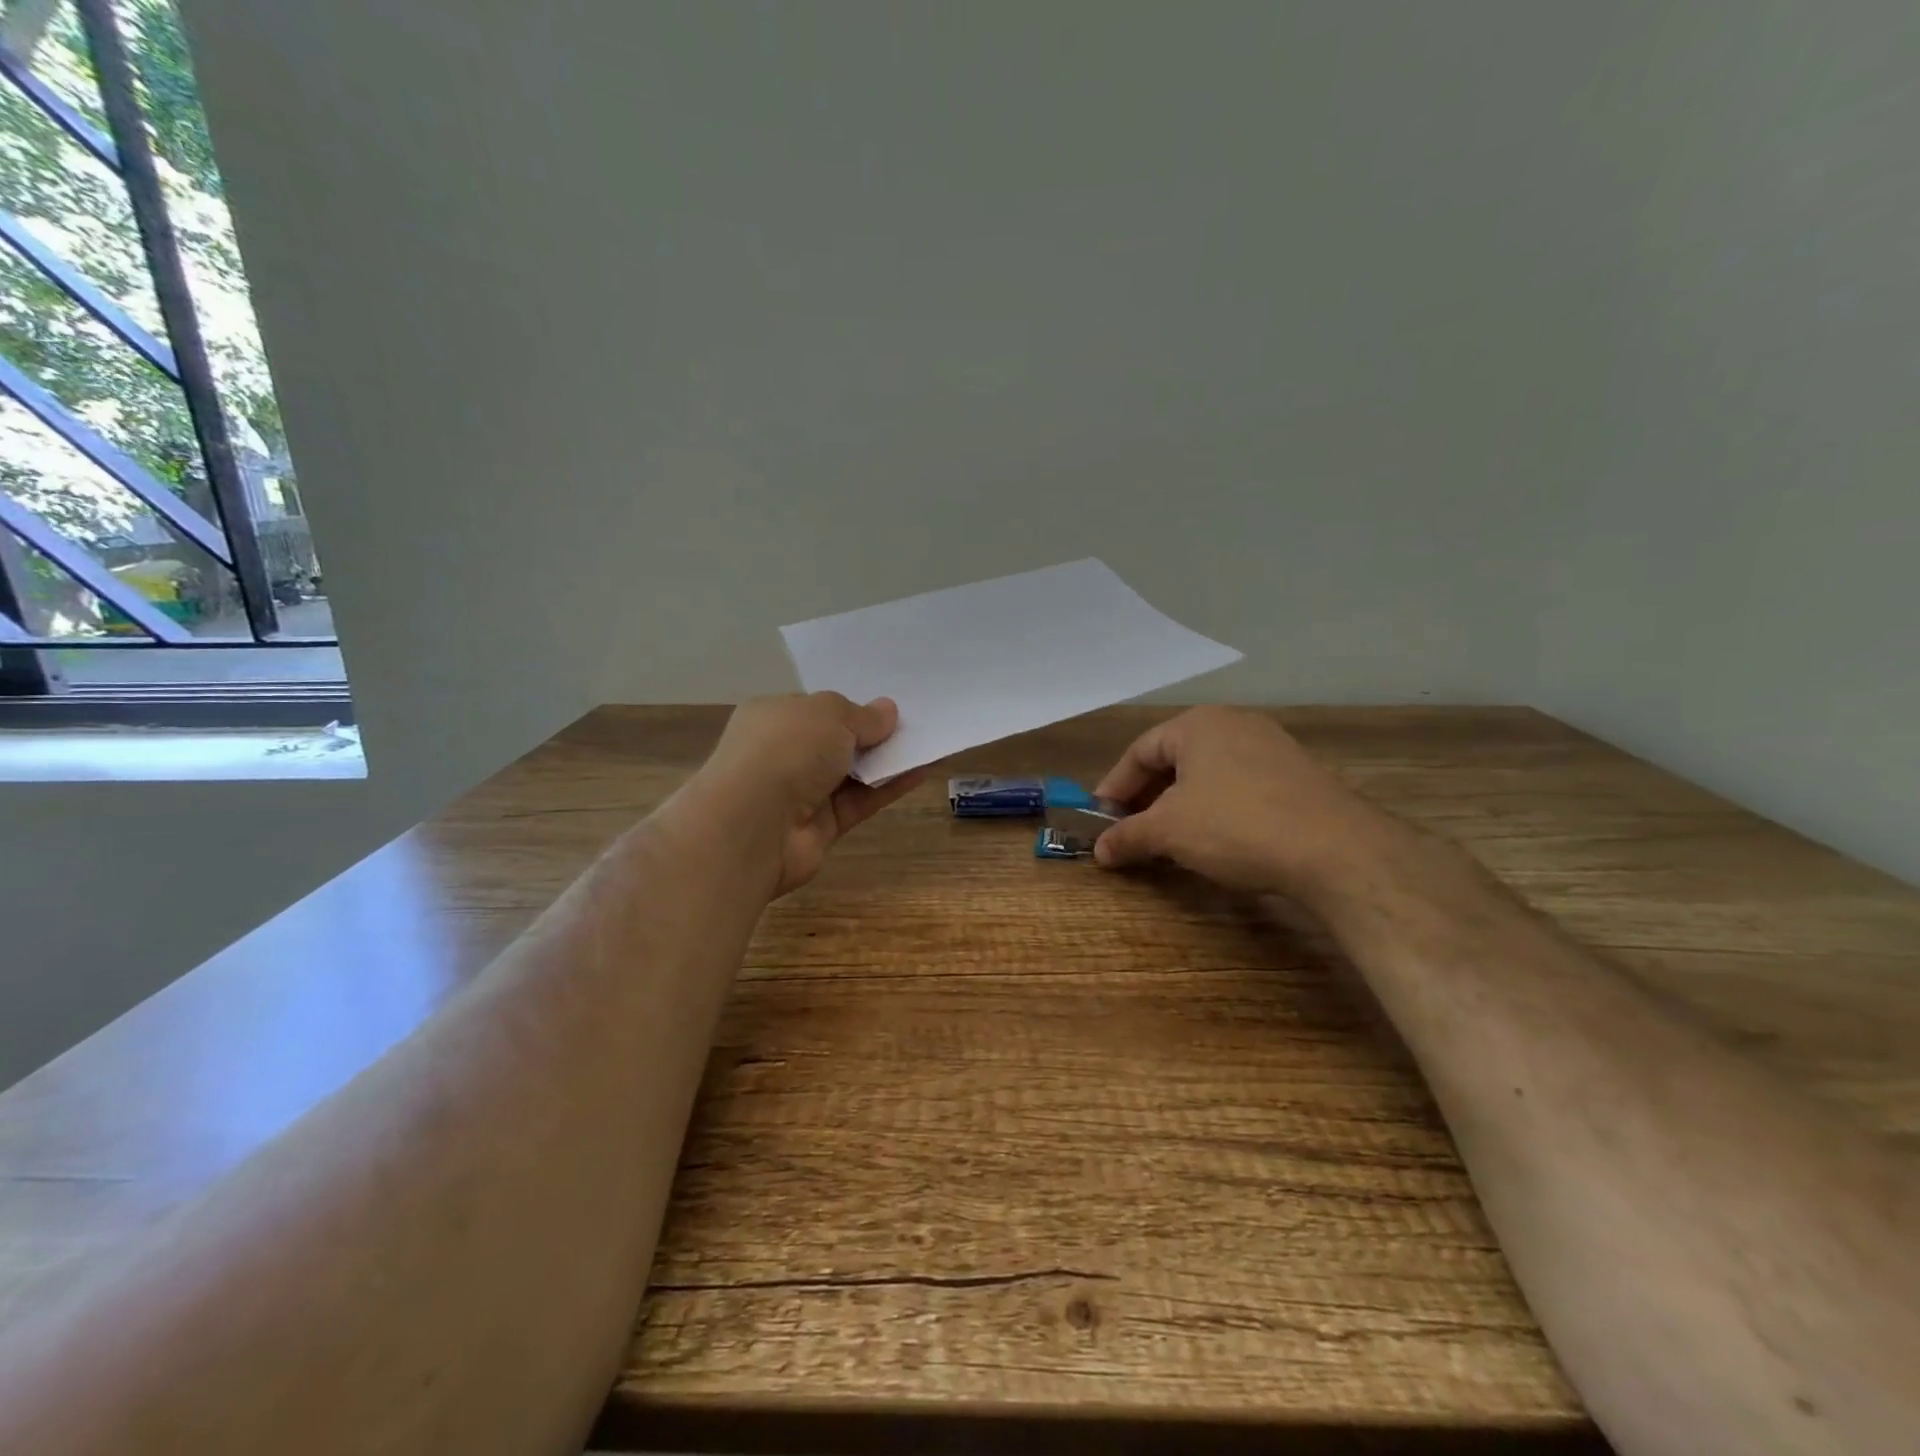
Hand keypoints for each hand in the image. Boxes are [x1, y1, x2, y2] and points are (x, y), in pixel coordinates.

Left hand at [687, 692, 923, 898]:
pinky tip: (921, 772)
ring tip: (926, 745)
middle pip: (834, 742)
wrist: (752, 826)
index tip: (886, 708)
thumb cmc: (786, 750)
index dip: (849, 708)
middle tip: (913, 725)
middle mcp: (783, 753)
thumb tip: (888, 711)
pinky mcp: (820, 828)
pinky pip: (860, 802)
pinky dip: (889, 788)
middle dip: (870, 735)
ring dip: (886, 762)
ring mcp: (800, 793)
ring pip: (850, 774)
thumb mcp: (829, 714)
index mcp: (773, 717)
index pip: (815, 710)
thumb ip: (862, 715)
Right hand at [1092, 706, 1385, 897]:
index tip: (1101, 819)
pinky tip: (1216, 840)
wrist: (1335, 849)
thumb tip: (1100, 849)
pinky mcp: (1297, 775)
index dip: (1114, 787)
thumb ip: (1128, 836)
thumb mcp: (1168, 831)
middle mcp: (1234, 724)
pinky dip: (1216, 810)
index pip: (1140, 751)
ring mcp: (1271, 747)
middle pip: (1175, 760)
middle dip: (1148, 798)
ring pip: (1208, 774)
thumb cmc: (1236, 826)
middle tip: (1132, 832)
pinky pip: (1240, 786)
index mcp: (1198, 724)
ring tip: (1170, 840)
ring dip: (1181, 806)